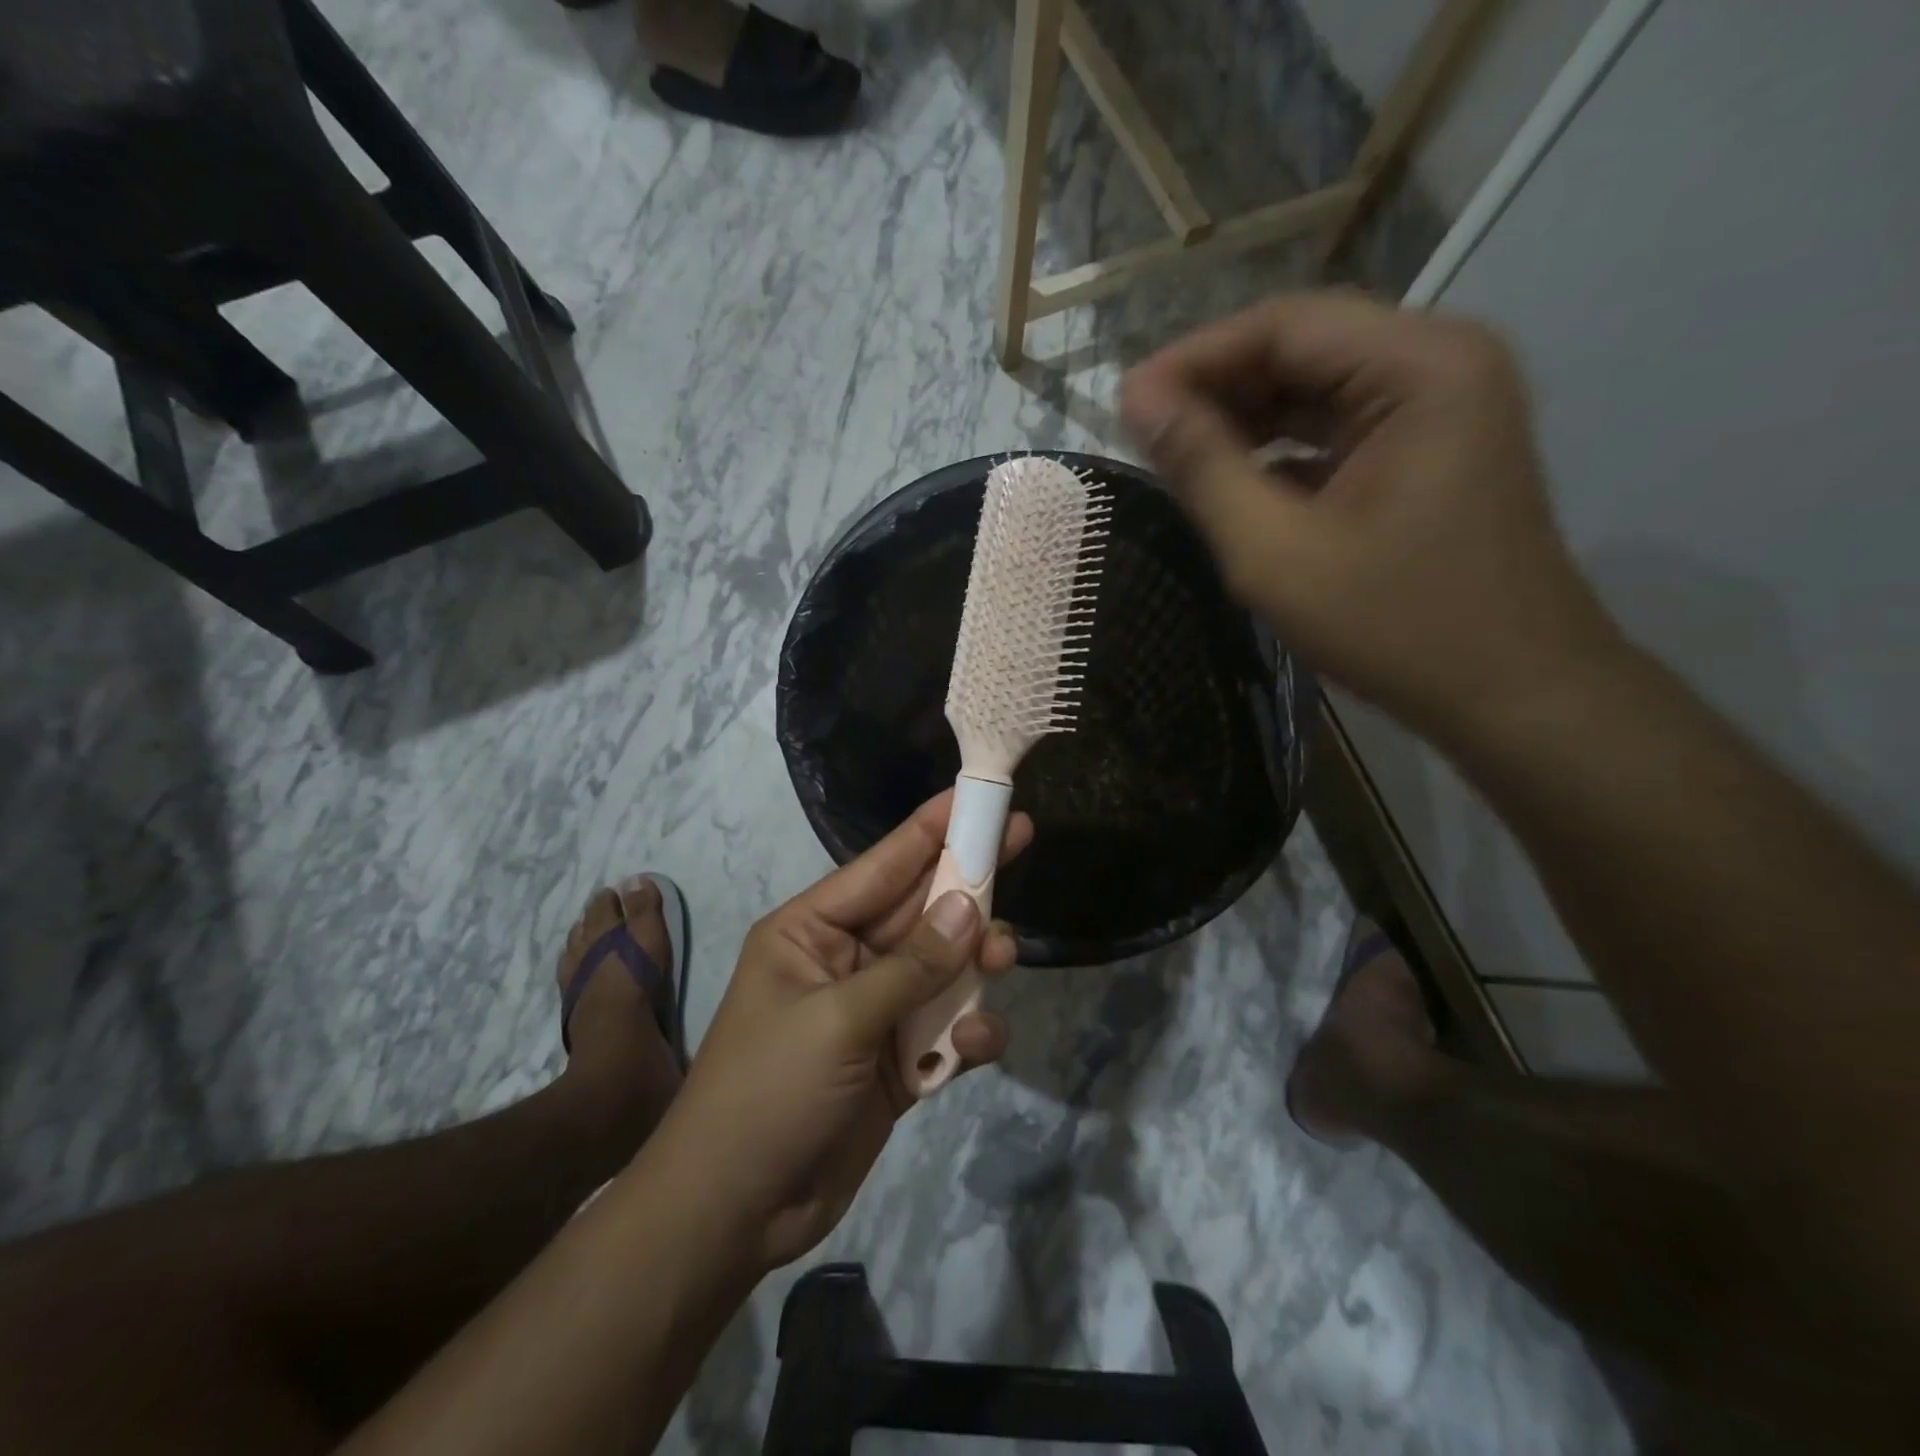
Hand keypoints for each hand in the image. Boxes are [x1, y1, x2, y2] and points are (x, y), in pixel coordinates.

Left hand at [657, 791, 1028, 1272]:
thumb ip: (911, 966)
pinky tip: (975, 1046)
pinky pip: (944, 1030)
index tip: (978, 796)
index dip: (932, 827)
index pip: (883, 864)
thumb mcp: (838, 1021)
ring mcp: (872, 1012)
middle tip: (1022, 841)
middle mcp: (844, 960)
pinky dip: (966, 1034)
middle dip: (968, 884)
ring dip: (974, 962)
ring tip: (1003, 958)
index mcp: (811, 930)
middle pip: (920, 909)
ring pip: (940, 967)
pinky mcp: (895, 1063)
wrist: (733, 1214)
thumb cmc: (768, 1094)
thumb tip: (970, 906)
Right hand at [1120, 291, 1621, 746]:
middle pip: (1303, 347)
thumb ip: (1202, 469)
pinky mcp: (1430, 450)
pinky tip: (1230, 481)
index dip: (1194, 359)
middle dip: (1216, 387)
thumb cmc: (1395, 626)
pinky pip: (1338, 427)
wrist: (1512, 693)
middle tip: (1142, 433)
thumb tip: (1138, 403)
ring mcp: (1442, 407)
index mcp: (1420, 367)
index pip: (1284, 326)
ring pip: (1317, 387)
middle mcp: (1441, 363)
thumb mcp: (1276, 552)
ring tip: (1174, 455)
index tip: (1125, 404)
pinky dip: (1279, 448)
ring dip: (1243, 418)